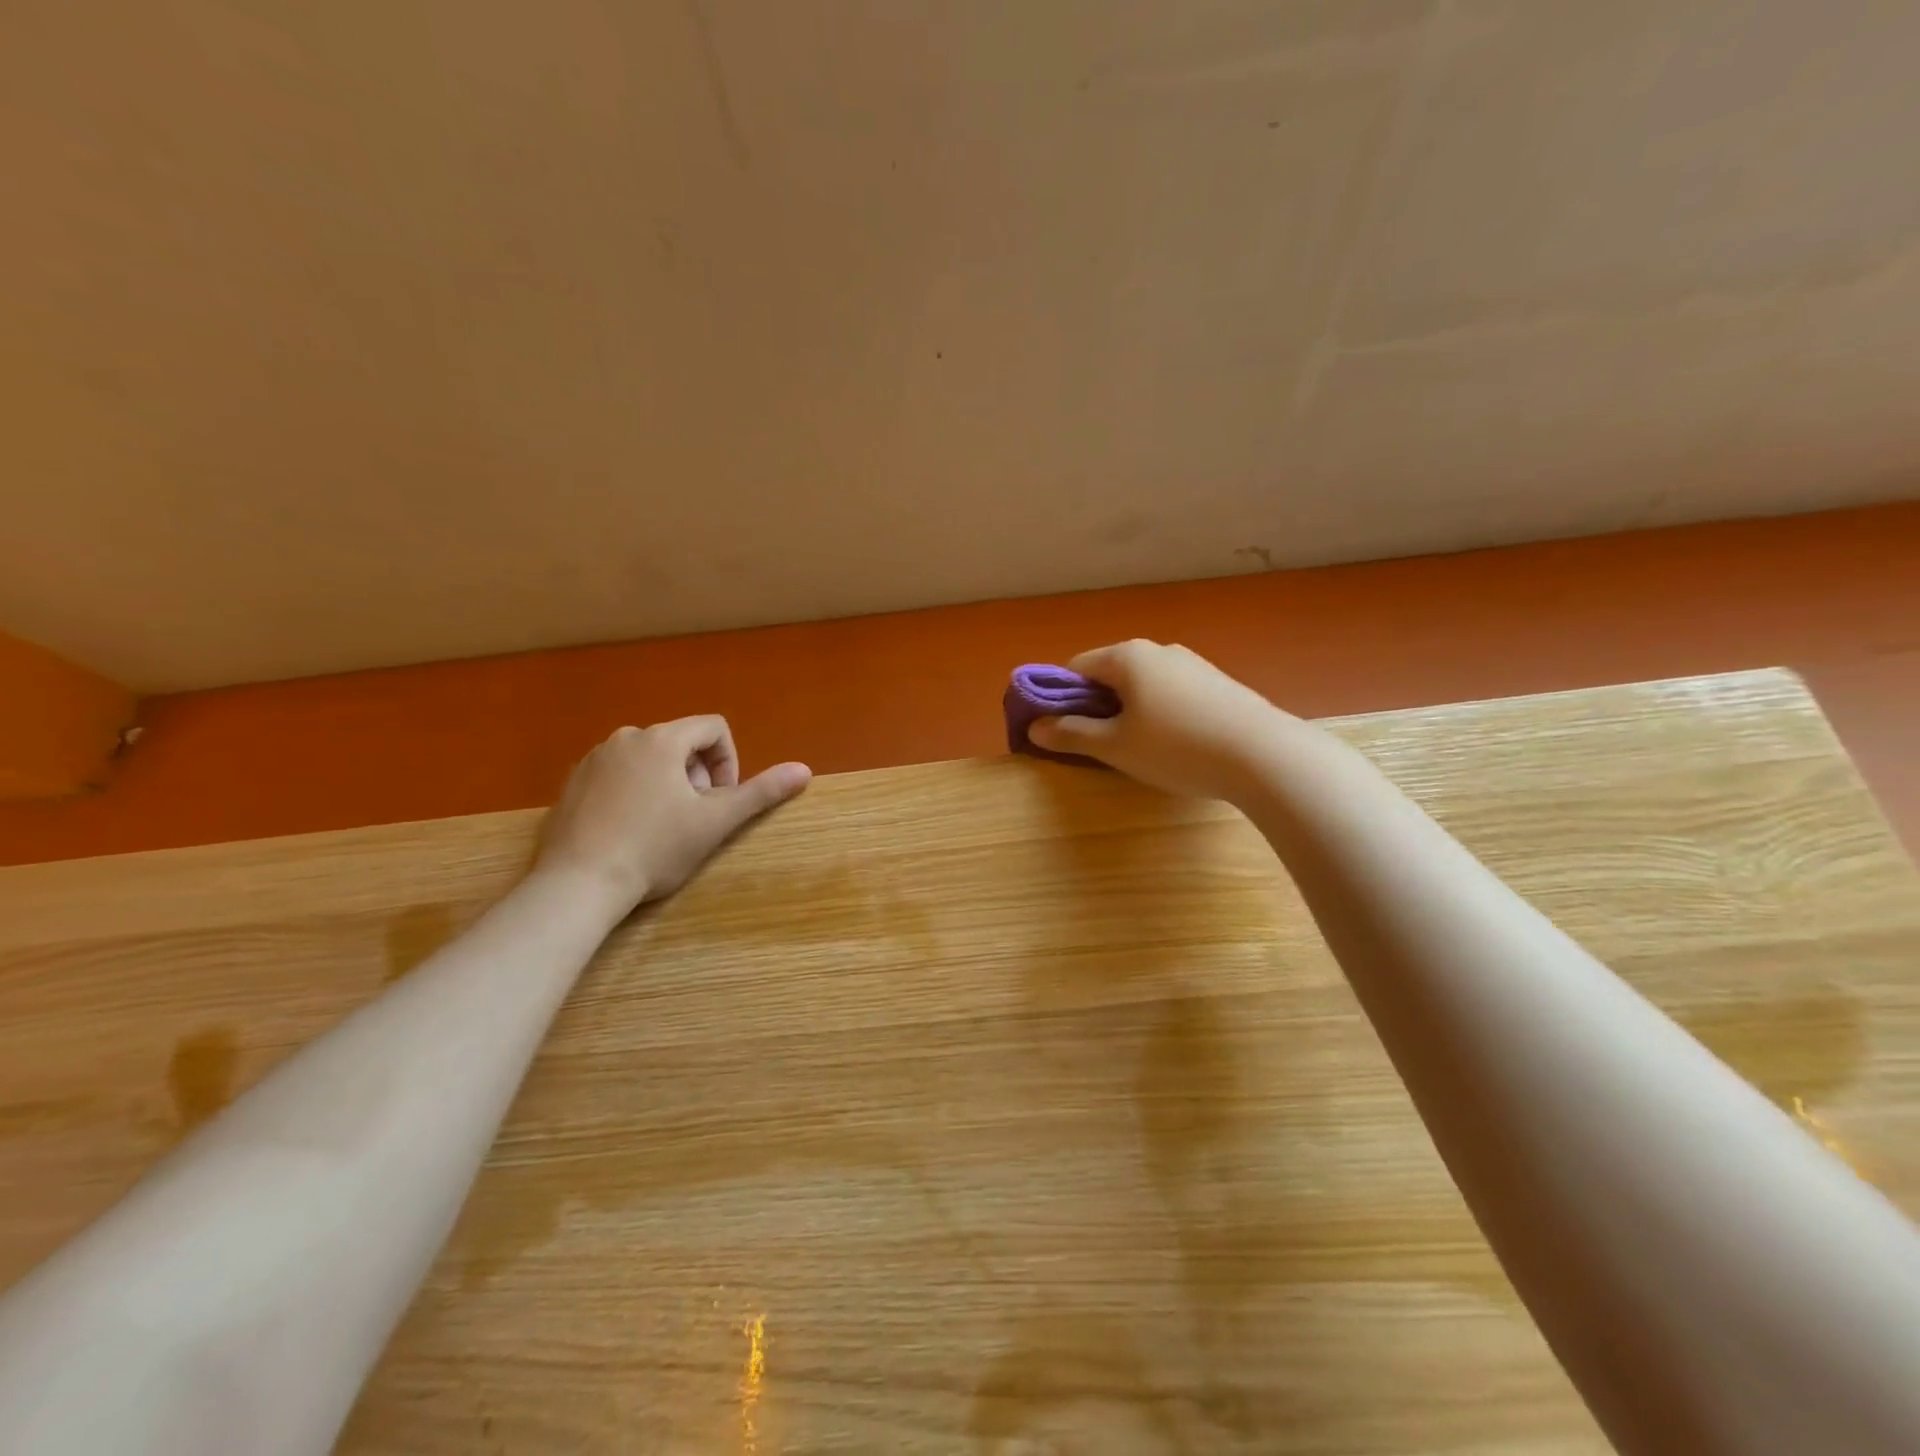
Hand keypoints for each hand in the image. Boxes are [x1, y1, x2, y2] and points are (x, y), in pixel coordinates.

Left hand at [535, 717, 810, 915]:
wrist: (577, 884)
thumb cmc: (654, 849)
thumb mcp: (715, 822)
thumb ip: (761, 792)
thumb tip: (804, 770)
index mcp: (661, 740)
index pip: (713, 728)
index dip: (728, 761)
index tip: (720, 800)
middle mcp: (625, 738)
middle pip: (681, 743)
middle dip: (698, 776)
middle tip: (694, 818)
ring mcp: (593, 760)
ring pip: (649, 760)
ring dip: (668, 785)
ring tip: (663, 827)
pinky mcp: (572, 784)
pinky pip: (618, 775)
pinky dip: (635, 794)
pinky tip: (630, 832)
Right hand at [1028, 640, 1288, 801]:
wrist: (1263, 755)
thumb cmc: (1176, 747)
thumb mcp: (1115, 747)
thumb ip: (1071, 734)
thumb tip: (1035, 727)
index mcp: (1127, 656)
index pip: (1075, 667)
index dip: (1058, 697)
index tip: (1059, 729)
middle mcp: (1158, 650)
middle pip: (1109, 673)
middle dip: (1094, 705)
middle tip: (1095, 744)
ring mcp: (1192, 664)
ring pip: (1142, 684)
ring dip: (1127, 710)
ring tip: (1136, 748)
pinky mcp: (1217, 683)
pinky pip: (1170, 692)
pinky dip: (1158, 712)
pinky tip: (1173, 743)